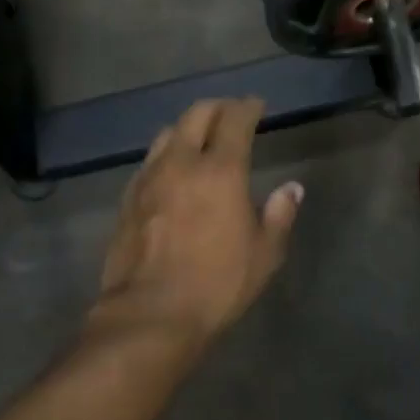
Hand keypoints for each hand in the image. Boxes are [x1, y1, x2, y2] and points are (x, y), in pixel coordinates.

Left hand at [95, 98, 303, 349]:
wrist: (150, 314)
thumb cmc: (217, 284)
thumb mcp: (264, 255)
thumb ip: (279, 215)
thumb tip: (292, 188)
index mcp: (220, 171)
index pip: (234, 120)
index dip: (248, 107)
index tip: (257, 105)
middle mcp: (181, 163)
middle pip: (196, 115)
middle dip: (217, 107)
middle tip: (231, 112)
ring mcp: (148, 178)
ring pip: (167, 134)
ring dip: (188, 127)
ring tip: (200, 137)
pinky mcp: (128, 199)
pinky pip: (150, 161)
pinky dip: (167, 154)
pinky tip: (172, 171)